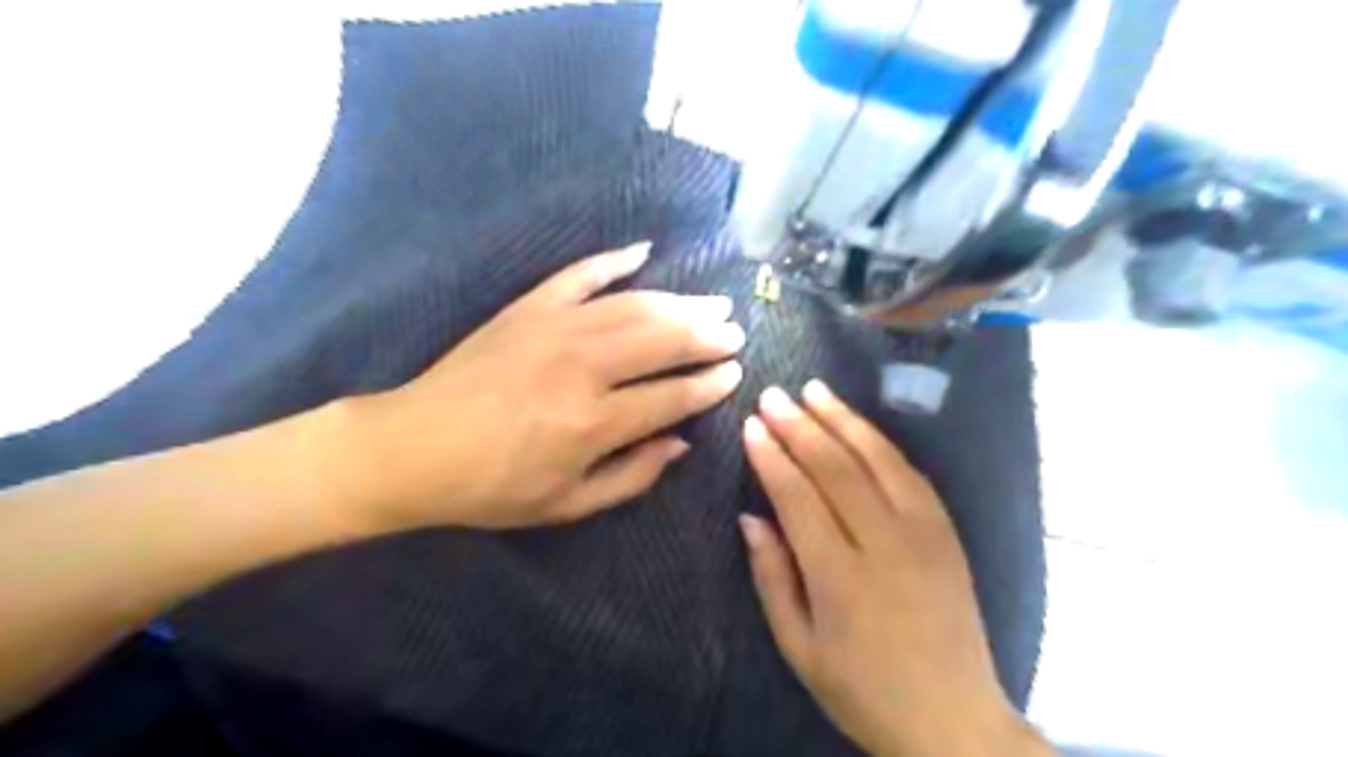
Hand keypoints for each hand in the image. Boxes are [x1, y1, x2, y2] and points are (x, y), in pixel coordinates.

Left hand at [342, 242, 747, 532]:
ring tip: (712, 301)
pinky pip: (580, 275)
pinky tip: (644, 251)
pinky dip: (614, 260)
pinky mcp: (529, 308)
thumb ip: (632, 476)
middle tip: (734, 331)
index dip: (710, 384)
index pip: (673, 395)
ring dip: (680, 302)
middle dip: (707, 335)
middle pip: (664, 339)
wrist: (414, 447)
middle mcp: (585, 367)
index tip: (735, 373)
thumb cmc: (493, 486)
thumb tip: (680, 443)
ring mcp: (556, 328)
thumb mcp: (568, 504)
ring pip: (635, 305)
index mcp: (595, 422)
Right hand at [737, 384, 1050, 756]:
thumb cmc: (863, 690)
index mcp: (840, 578)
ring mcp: (924, 533)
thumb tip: (750, 517)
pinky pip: (910, 473)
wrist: (953, 719)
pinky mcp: (946, 532)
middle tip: (773, 395)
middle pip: (836, 468)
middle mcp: (885, 544)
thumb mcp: (799, 648)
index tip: (751, 426)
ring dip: (842, 420)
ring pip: (877, 459)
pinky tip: (858, 425)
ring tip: (814, 390)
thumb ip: (772, 577)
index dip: (771, 457)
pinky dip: (880, 443)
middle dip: (800, 426)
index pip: (798, 497)